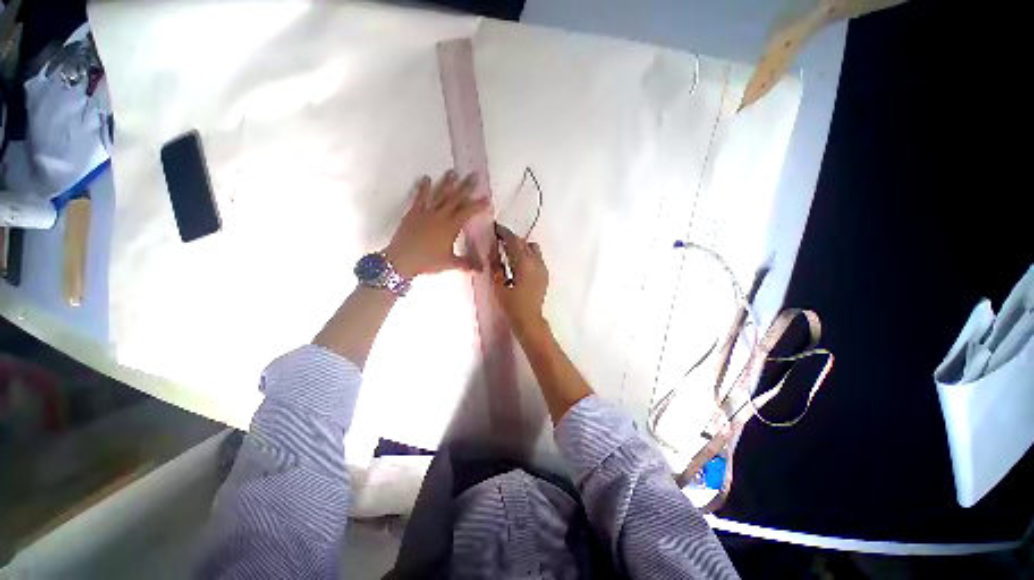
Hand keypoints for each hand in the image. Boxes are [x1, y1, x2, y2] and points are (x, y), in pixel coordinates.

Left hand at [385, 171, 488, 277]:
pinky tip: (426, 178)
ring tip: (453, 172)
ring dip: (447, 183)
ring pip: (439, 195)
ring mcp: (426, 213)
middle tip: (473, 175)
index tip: (487, 199)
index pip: (468, 212)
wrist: (401, 260)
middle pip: (455, 198)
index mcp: (451, 227)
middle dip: (466, 187)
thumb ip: (466, 264)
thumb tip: (481, 270)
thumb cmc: (427, 262)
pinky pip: (420, 198)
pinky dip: (423, 188)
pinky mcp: (413, 213)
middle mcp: (440, 216)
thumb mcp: (449, 263)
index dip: (478, 205)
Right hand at [492, 224, 549, 338]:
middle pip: (524, 242)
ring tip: (509, 253)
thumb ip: (496, 265)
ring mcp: (543, 268)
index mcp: (524, 263)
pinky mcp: (545, 274)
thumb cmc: (512, 304)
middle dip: (512, 239)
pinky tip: (518, 265)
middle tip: (499, 241)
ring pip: (532, 249)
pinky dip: (527, 255)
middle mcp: (536, 262)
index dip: (504, 233)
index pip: (514, 241)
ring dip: (521, 247)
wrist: (529, 319)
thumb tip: (493, 251)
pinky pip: (536, 258)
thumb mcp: (499, 284)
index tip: (495, 228)